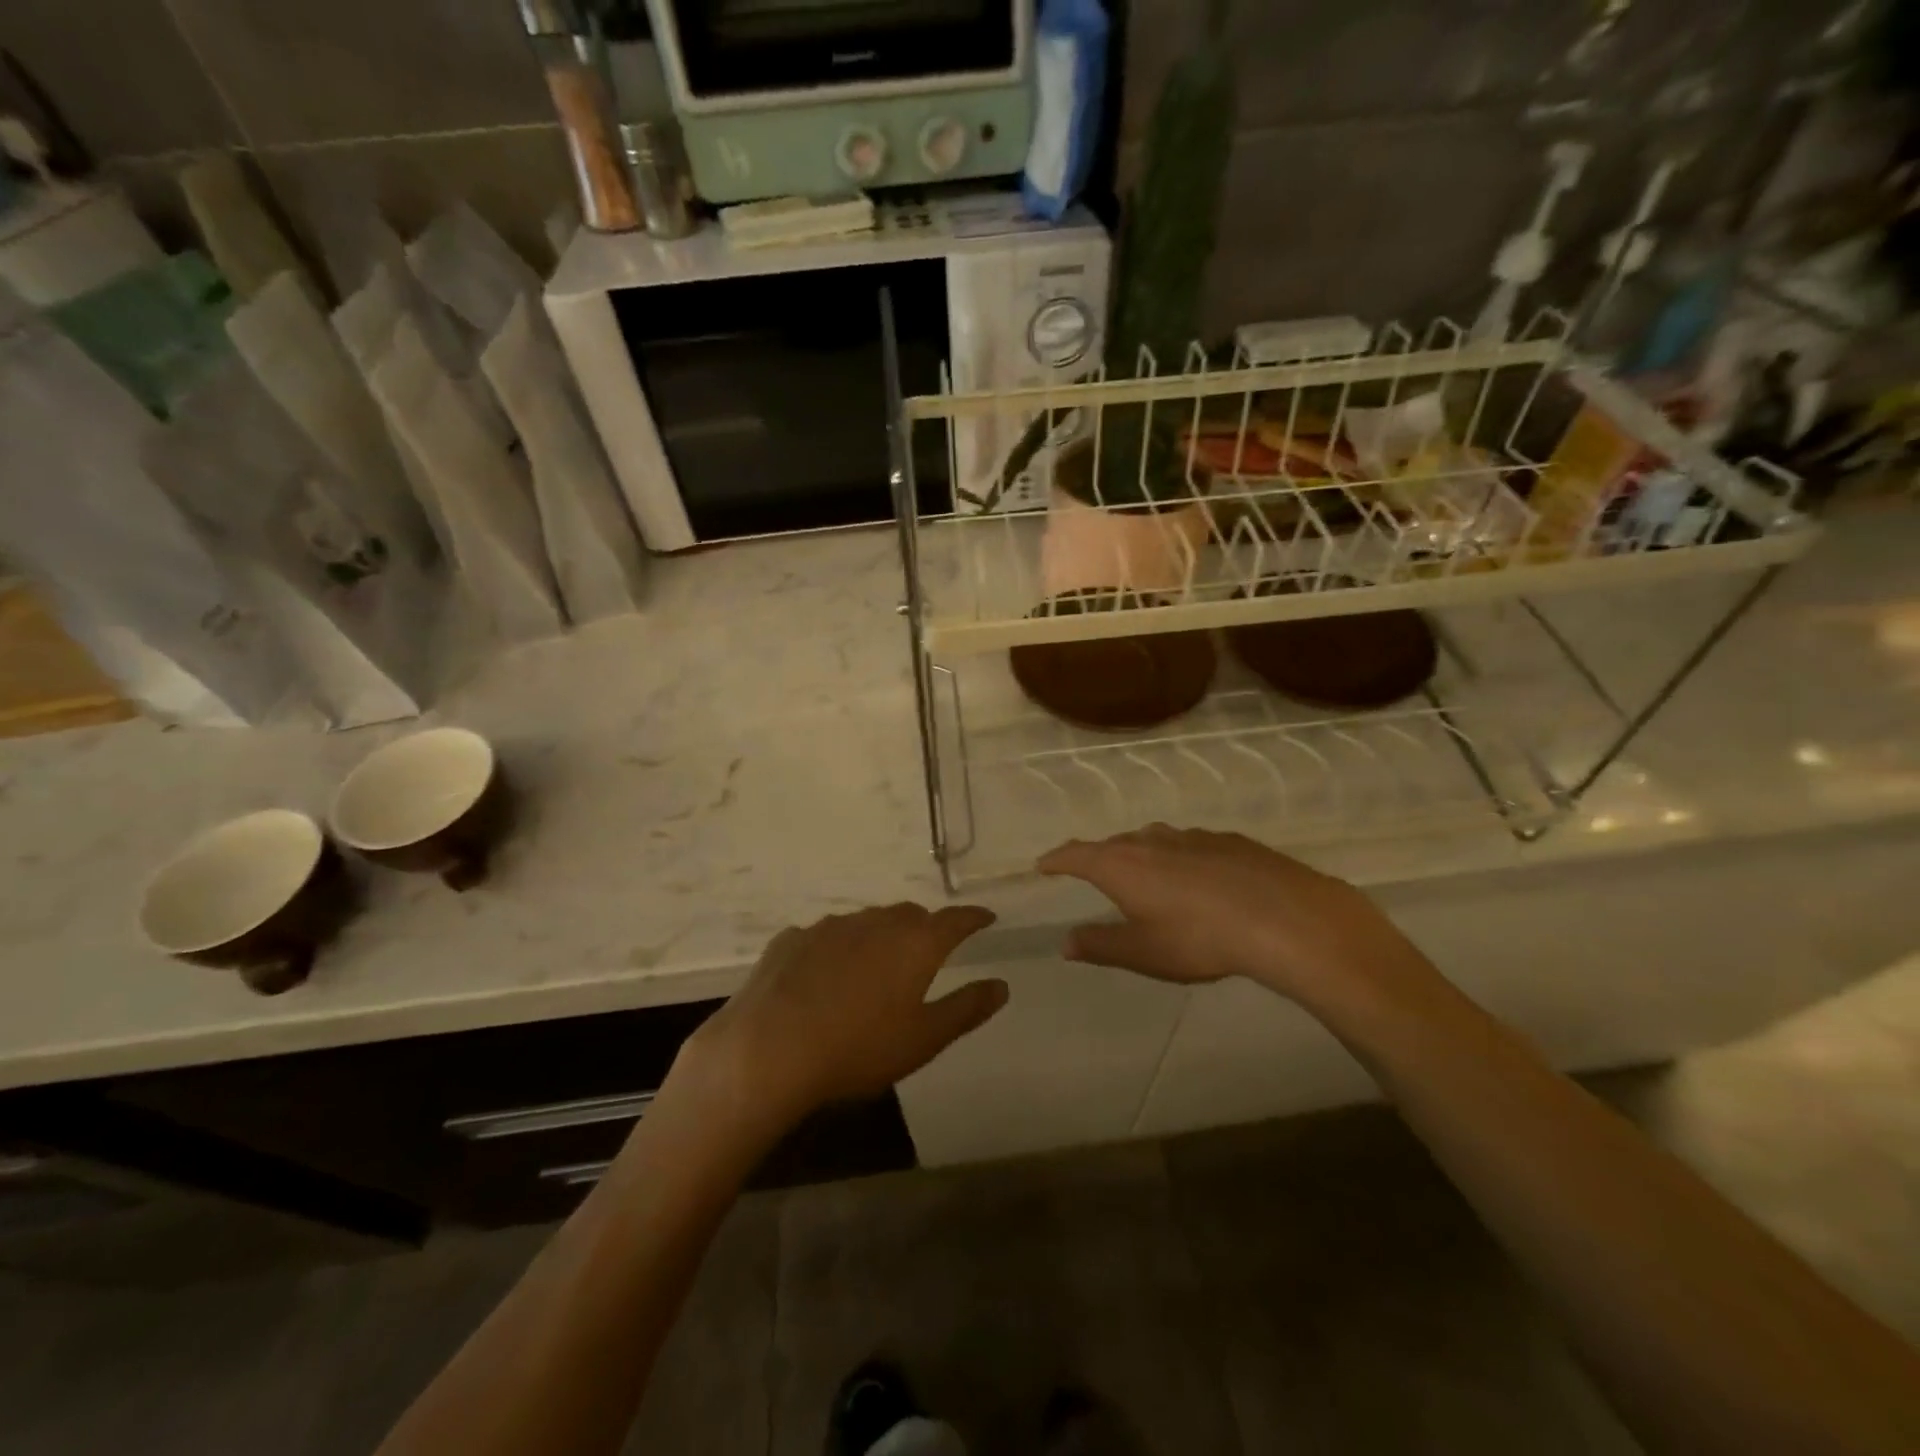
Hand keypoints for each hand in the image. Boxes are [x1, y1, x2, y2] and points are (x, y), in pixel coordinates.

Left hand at [679, 904, 1005, 1130]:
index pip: (955, 920)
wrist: (769, 1049)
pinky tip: (825, 974)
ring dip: (879, 936)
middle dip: (926, 927)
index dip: (974, 918)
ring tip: (877, 965)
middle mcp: (875, 922)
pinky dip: (837, 948)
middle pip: (910, 916)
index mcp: (914, 943)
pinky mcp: (791, 939)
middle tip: (930, 950)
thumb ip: (966, 1008)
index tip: (986, 918)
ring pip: (866, 922)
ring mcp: (829, 927)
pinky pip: (825, 937)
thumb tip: (1001, 985)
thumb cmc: (858, 1047)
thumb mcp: (923, 1038)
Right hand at [1038, 825, 1429, 1008]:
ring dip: (1141, 855)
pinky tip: (1197, 878)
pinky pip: (1190, 845)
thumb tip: (1066, 942)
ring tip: (1144, 875)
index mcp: (1121, 865)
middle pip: (1114, 844)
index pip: (1076, 855)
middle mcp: (1151, 841)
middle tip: (1094, 874)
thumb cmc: (1200, 939)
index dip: (1057, 859)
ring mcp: (1192, 836)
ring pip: (1154, 840)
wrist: (1285, 918)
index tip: (1044, 864)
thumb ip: (1101, 945)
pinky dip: (1179, 857)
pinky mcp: (1228, 840)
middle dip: (1099, 858)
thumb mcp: (1143, 953)